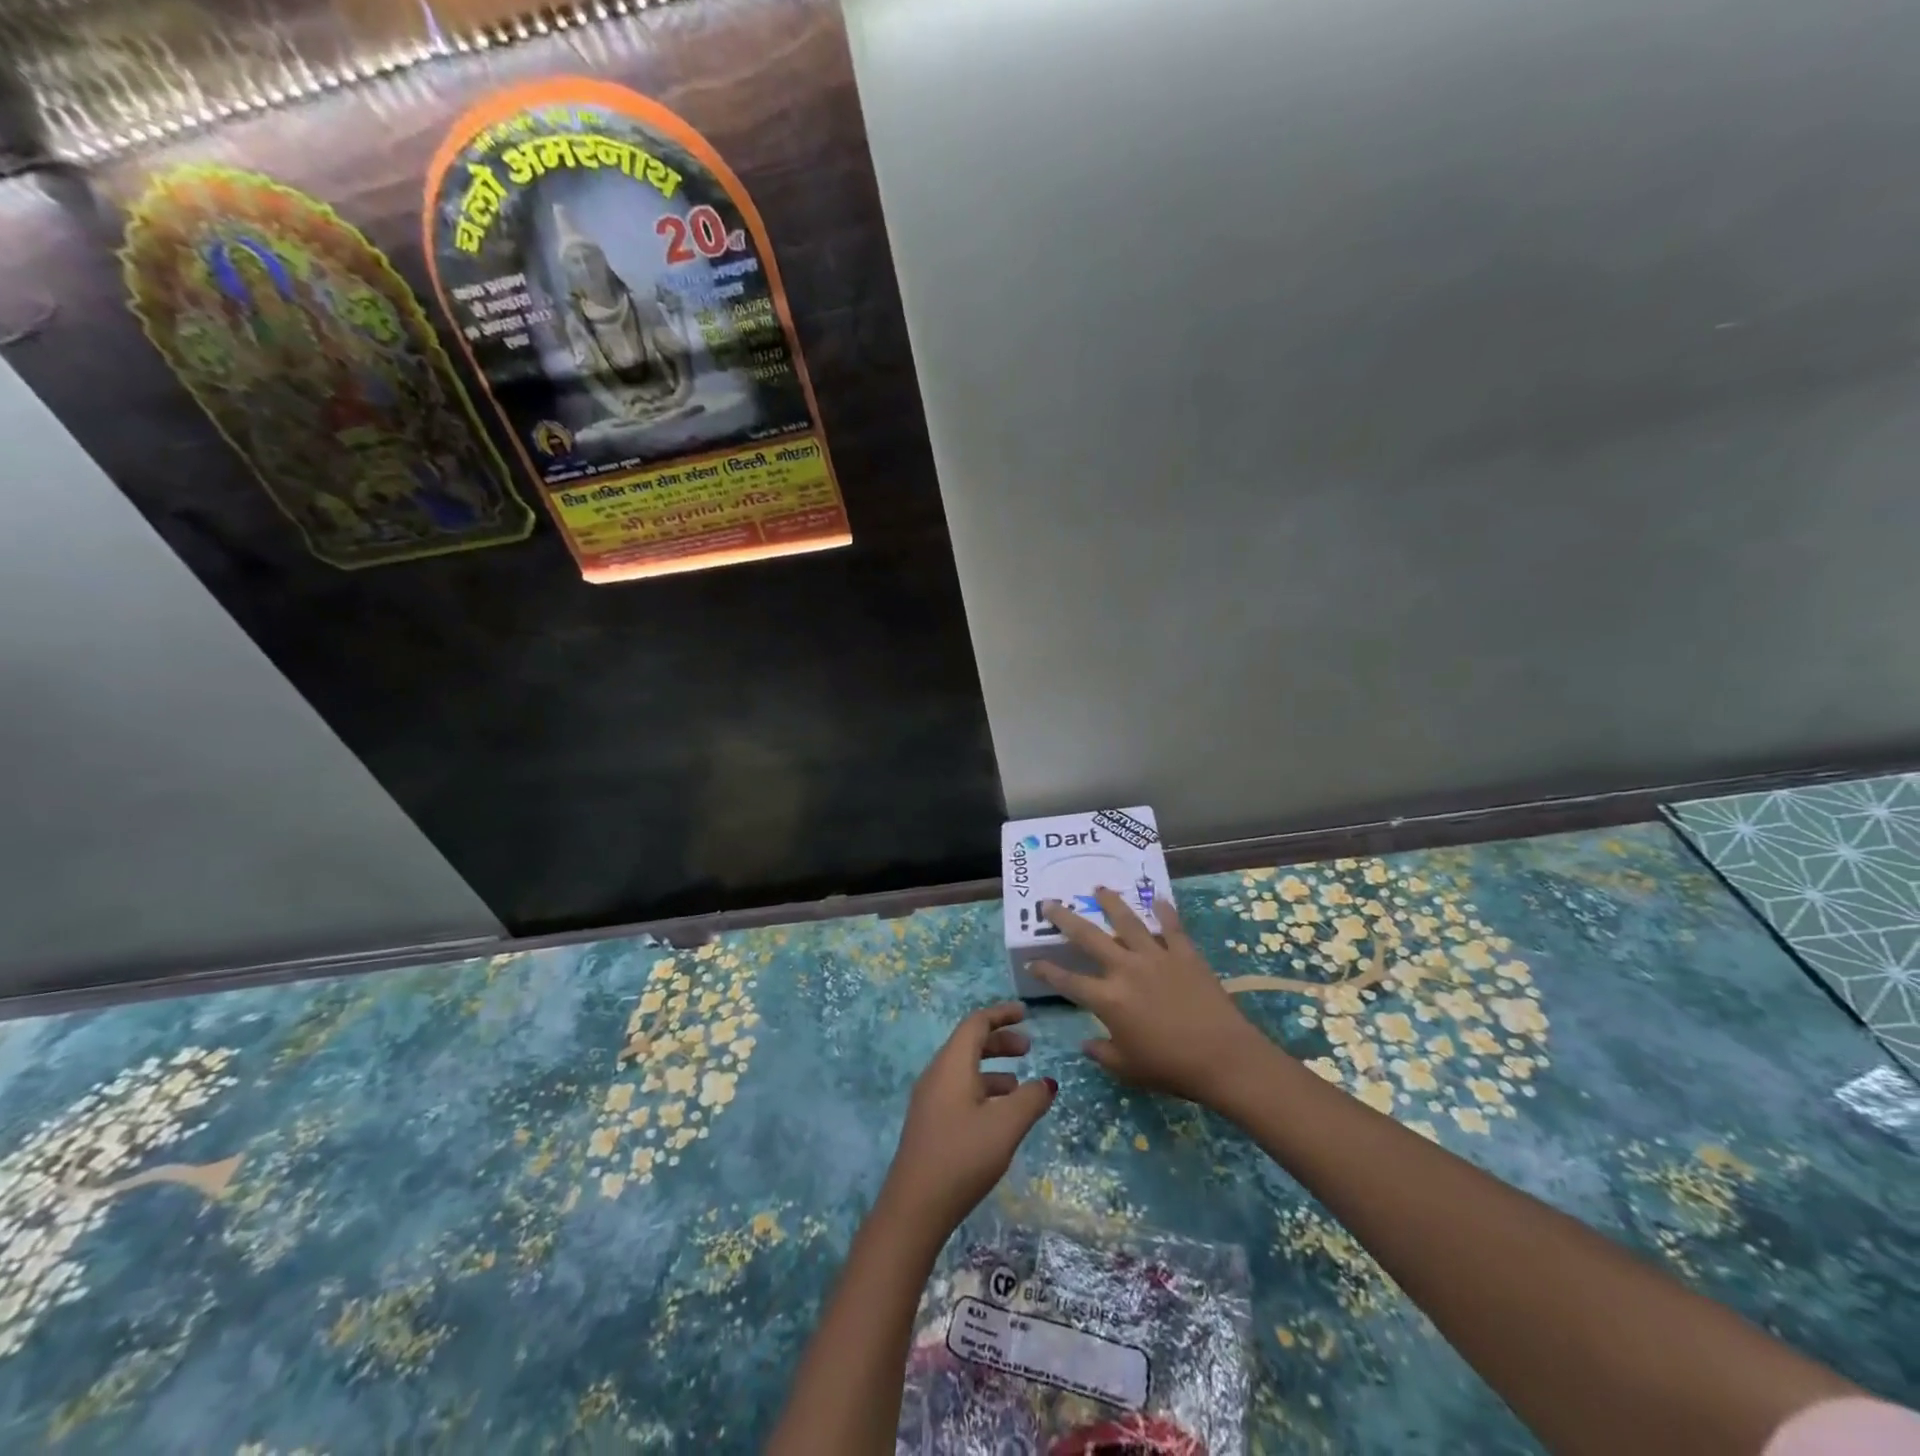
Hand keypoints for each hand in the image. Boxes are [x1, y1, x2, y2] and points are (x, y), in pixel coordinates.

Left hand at [880, 1003, 1057, 1234]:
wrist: (914, 1207)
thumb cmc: (962, 1156)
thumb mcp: (1006, 1126)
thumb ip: (1031, 1100)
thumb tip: (1047, 1083)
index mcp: (952, 1064)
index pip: (976, 1023)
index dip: (1001, 1014)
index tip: (1026, 1013)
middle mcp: (937, 1074)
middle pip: (969, 1044)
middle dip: (1000, 1041)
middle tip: (1029, 1049)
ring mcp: (930, 1099)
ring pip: (965, 1069)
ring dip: (994, 1069)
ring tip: (1021, 1086)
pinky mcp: (930, 1123)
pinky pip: (959, 1090)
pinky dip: (983, 1090)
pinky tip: (1000, 1116)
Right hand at [1031, 888, 1272, 1106]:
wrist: (1223, 1058)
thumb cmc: (1170, 1068)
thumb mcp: (1128, 1068)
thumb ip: (1102, 1053)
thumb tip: (1086, 1043)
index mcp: (1107, 999)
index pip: (1068, 981)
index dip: (1046, 971)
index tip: (1032, 962)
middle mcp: (1125, 969)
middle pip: (1088, 937)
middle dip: (1065, 919)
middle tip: (1050, 903)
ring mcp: (1156, 957)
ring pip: (1127, 921)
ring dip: (1110, 903)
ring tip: (1099, 888)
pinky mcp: (1184, 954)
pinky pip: (1171, 927)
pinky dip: (1164, 911)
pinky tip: (1158, 899)